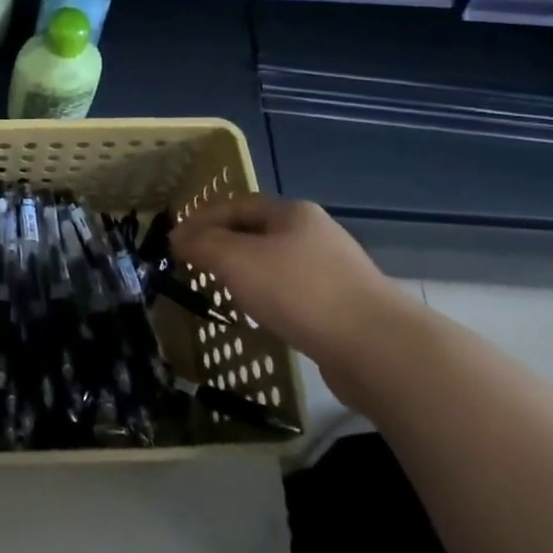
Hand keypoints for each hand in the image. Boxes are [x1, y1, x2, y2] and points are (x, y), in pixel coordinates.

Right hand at [171, 195, 423, 406]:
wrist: (377, 348)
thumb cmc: (300, 292)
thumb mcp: (237, 260)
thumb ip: (202, 244)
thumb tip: (178, 237)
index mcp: (291, 212)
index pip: (235, 204)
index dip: (201, 218)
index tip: (174, 241)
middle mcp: (314, 232)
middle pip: (256, 230)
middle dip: (222, 243)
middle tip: (193, 263)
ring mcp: (333, 269)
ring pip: (274, 261)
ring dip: (244, 271)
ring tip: (221, 289)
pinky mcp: (342, 304)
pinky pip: (292, 290)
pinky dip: (268, 295)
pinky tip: (260, 313)